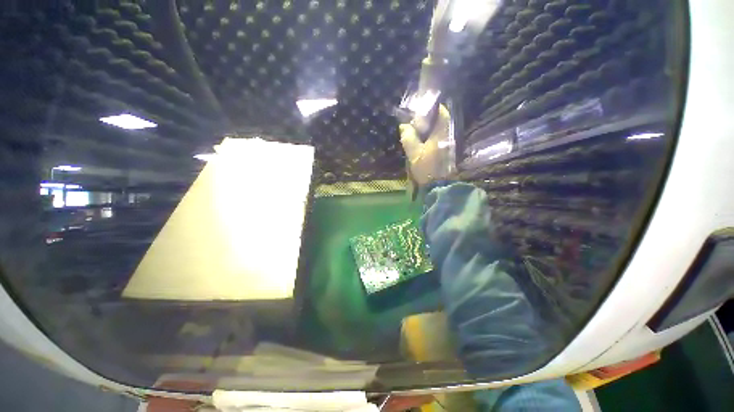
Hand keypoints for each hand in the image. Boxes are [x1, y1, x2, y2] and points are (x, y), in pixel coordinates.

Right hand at [399, 105, 454, 185]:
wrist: (439, 186)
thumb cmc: (426, 168)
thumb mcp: (414, 153)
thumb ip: (408, 138)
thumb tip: (404, 126)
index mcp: (441, 133)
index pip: (441, 112)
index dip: (431, 108)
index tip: (420, 111)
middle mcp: (448, 136)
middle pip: (440, 121)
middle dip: (428, 120)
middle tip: (414, 124)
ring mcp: (449, 145)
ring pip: (439, 131)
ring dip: (429, 130)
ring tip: (416, 134)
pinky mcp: (447, 152)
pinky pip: (439, 139)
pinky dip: (431, 138)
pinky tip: (422, 144)